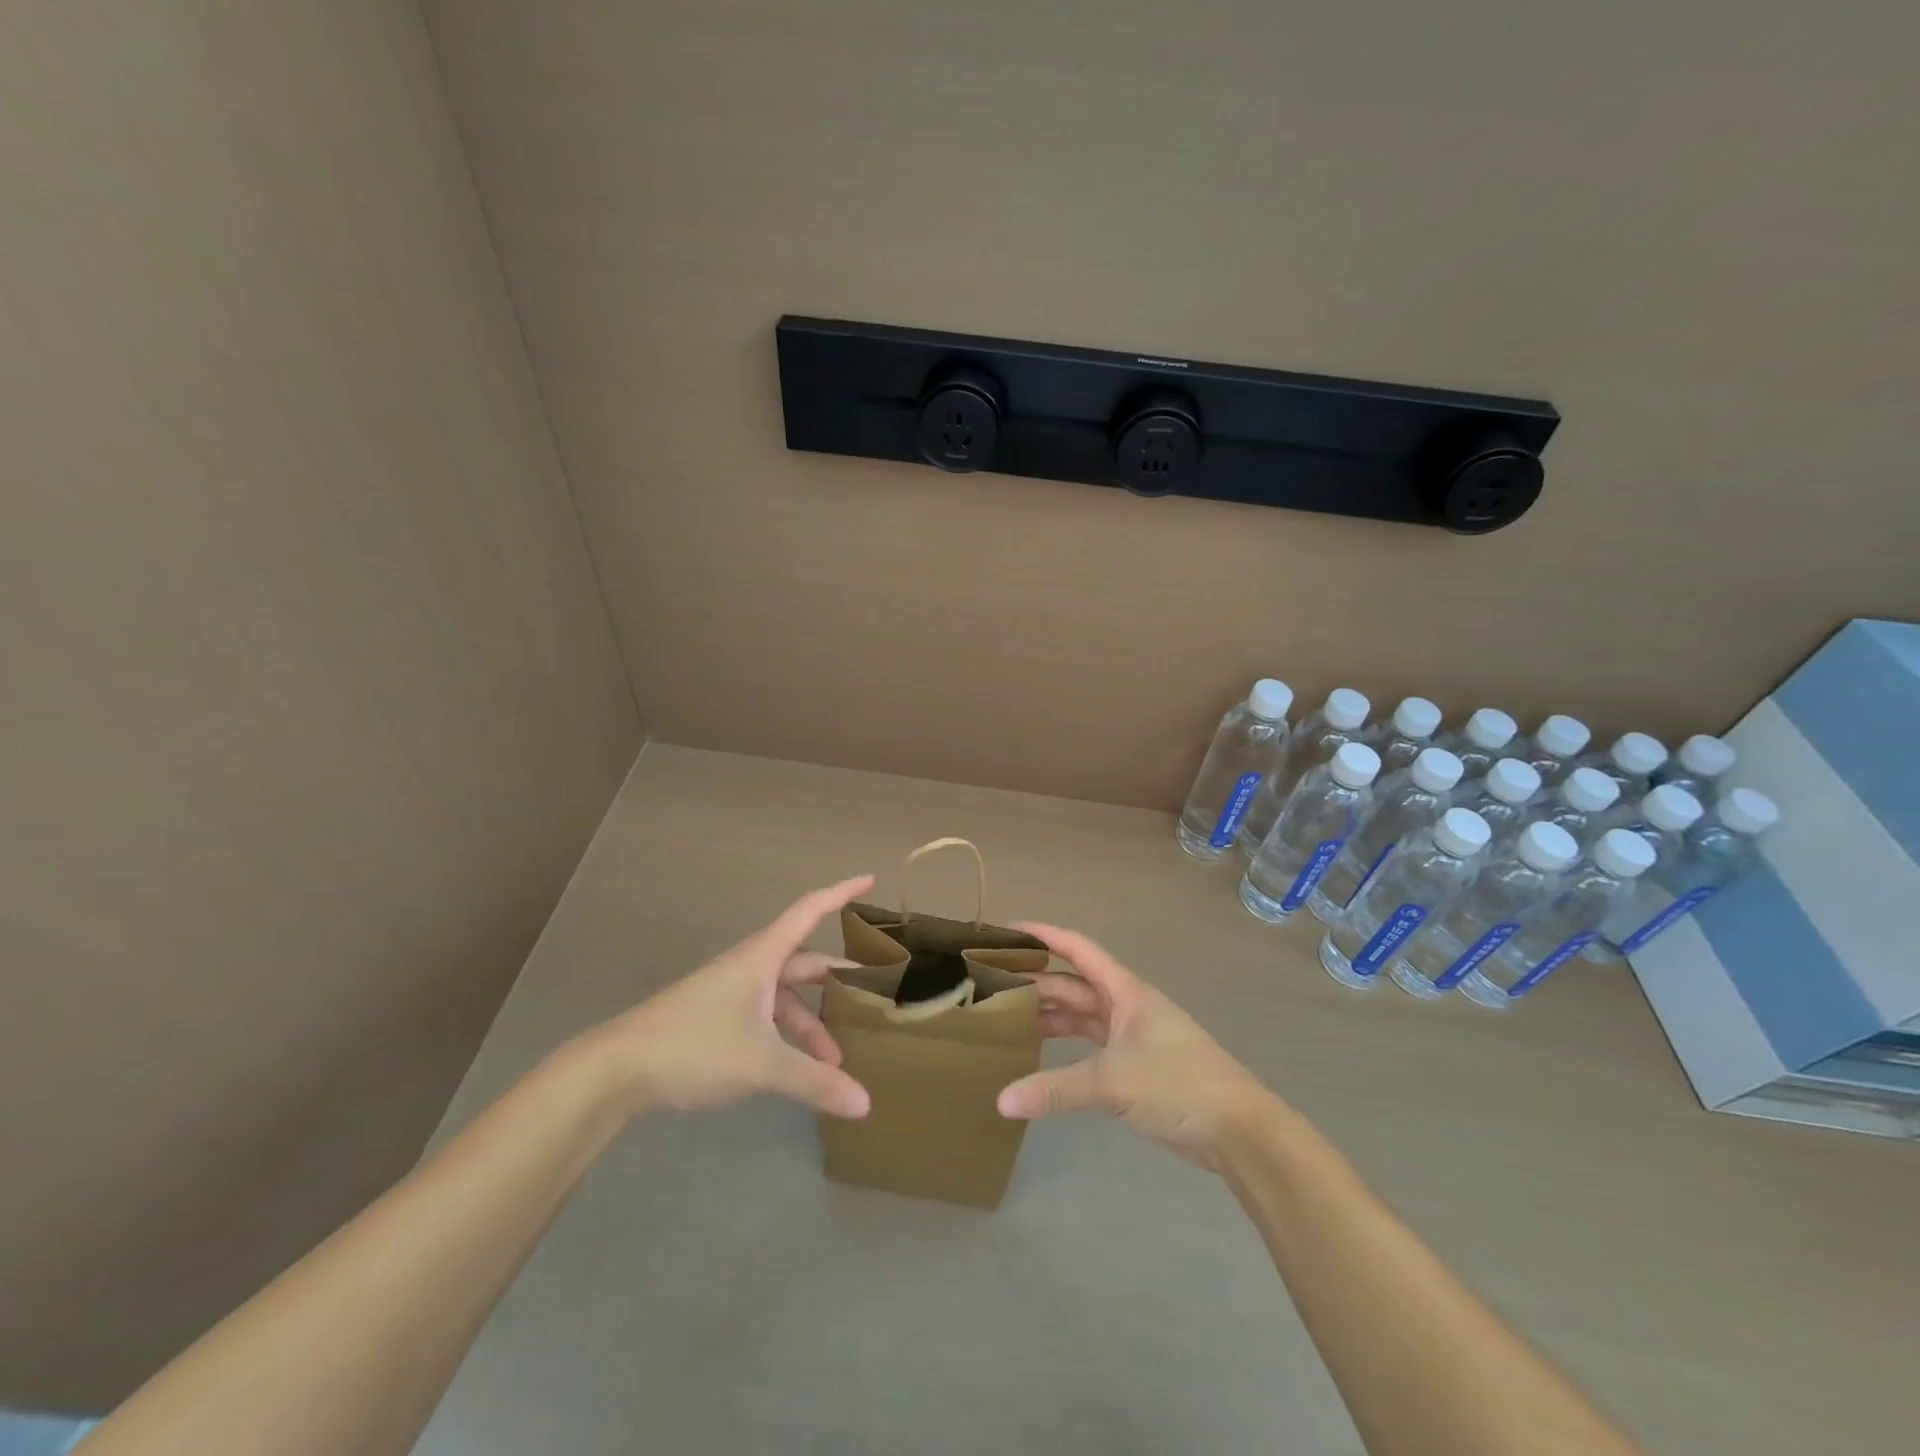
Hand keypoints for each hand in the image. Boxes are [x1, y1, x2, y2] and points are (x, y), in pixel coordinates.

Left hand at [594, 875, 876, 1119]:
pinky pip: (766, 1019)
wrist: (617, 1069)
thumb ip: (814, 1082)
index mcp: (764, 957)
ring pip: (785, 999)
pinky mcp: (716, 1020)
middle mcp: (751, 967)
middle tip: (872, 994)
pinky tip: (796, 1072)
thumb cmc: (696, 1045)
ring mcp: (731, 994)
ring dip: (811, 1024)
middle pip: (804, 962)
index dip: (842, 893)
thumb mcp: (763, 1063)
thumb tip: (865, 1104)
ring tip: (836, 1061)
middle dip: (838, 980)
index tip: (871, 879)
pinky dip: (787, 1039)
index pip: (811, 910)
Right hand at [998, 924, 1278, 1169]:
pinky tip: (1041, 1055)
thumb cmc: (1178, 1084)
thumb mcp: (1111, 1083)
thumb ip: (1055, 1090)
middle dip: (1036, 981)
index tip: (1008, 930)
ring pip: (1082, 1015)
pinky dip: (1066, 1048)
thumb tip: (1001, 1102)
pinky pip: (1091, 1045)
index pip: (1078, 949)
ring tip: (1006, 1017)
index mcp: (1125, 992)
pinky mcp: (1137, 1066)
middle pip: (1074, 984)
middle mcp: (1127, 1006)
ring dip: (1049, 1014)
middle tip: (991, 984)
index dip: (1044, 935)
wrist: (1240, 1130)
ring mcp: (1133, 1036)